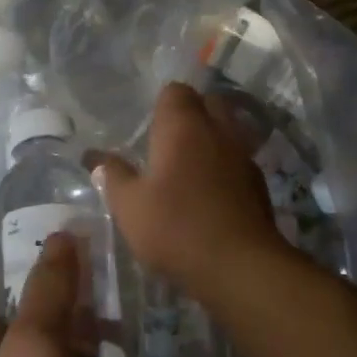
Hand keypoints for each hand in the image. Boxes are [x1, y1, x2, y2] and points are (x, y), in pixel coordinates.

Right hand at [96, 82, 288, 294]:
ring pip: (227, 132)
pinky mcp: (259, 184)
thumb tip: (97, 157)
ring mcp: (244, 156)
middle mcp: (219, 131)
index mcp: (184, 127)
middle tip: (166, 145)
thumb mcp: (129, 206)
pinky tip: (209, 194)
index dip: (161, 104)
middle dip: (190, 116)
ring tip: (187, 169)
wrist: (239, 265)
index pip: (176, 91)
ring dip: (209, 142)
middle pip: (208, 104)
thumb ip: (113, 176)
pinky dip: (224, 168)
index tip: (147, 128)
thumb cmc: (176, 228)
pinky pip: (237, 161)